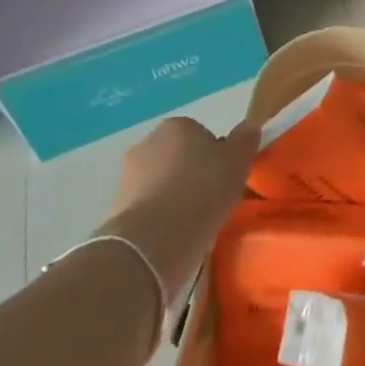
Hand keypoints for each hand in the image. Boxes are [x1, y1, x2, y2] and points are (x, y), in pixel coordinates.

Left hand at [98, 117, 258, 293]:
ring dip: (175, 196)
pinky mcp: (116, 209)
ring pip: (162, 182)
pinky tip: (175, 234)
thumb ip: (245, 139)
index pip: (201, 134)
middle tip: (213, 198)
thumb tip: (248, 127)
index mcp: (176, 126)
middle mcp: (146, 144)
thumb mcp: (238, 160)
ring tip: (195, 221)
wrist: (155, 239)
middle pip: (178, 157)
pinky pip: (149, 207)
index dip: (216, 155)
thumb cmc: (203, 189)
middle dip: (192, 173)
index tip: (226, 177)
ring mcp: (127, 177)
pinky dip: (160, 217)